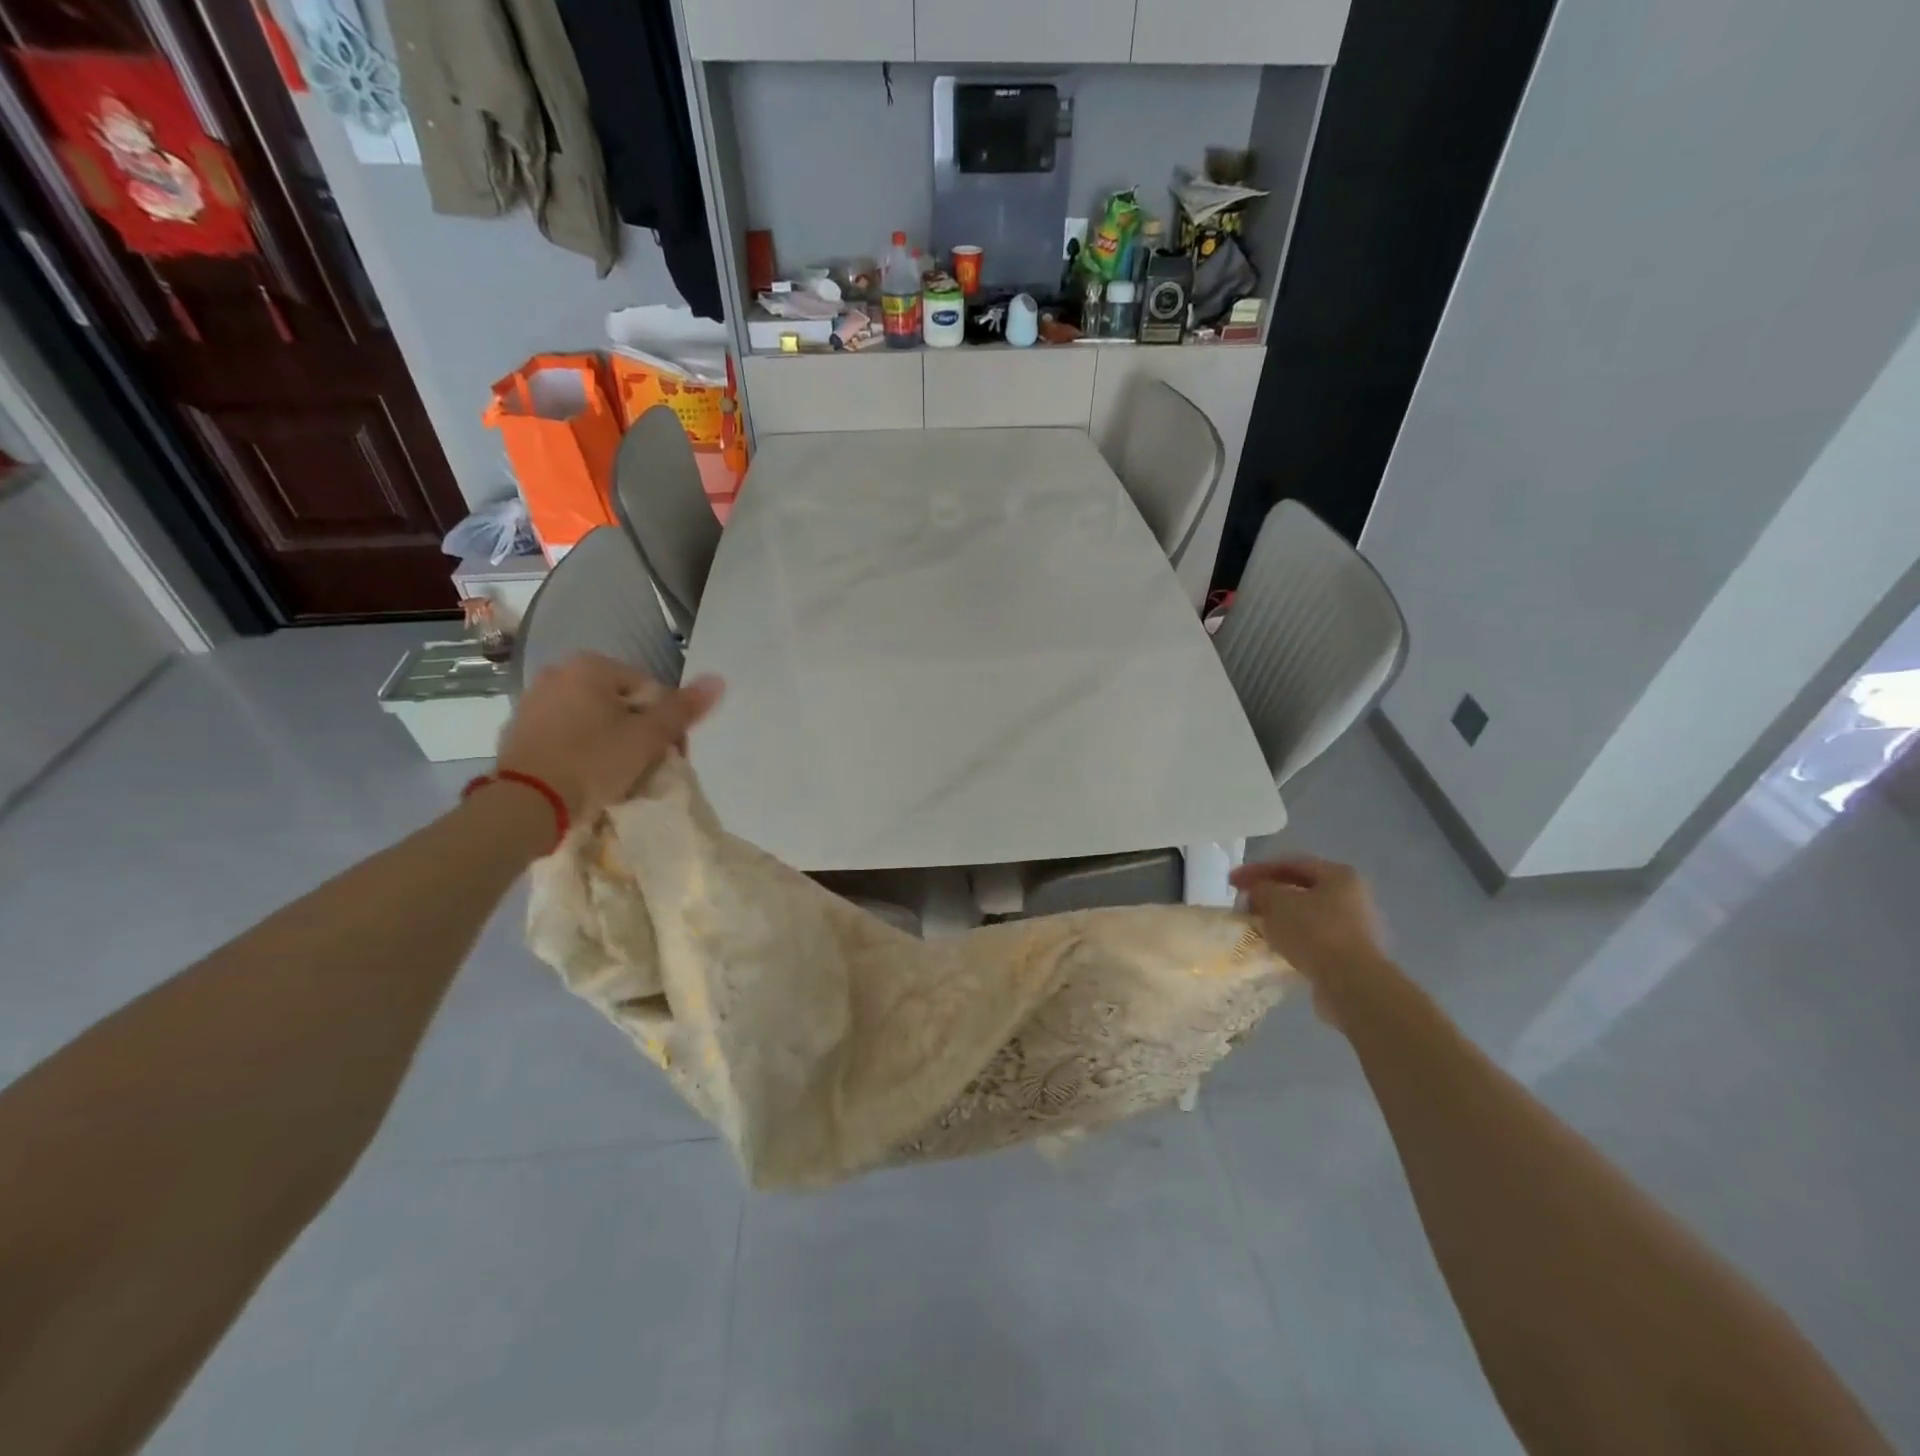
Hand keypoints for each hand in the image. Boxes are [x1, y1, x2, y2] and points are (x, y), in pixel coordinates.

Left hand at [497, 654, 723, 820]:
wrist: (524, 805)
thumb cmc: (592, 762)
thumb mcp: (647, 737)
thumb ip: (683, 709)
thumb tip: (719, 680)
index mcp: (591, 666)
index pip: (651, 691)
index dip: (667, 725)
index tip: (669, 756)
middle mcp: (559, 673)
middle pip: (622, 704)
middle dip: (640, 733)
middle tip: (647, 767)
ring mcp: (534, 701)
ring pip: (594, 719)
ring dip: (614, 742)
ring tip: (620, 776)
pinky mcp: (519, 730)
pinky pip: (567, 734)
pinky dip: (583, 750)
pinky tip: (588, 776)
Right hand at [1228, 856, 1391, 1026]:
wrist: (1350, 983)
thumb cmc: (1314, 931)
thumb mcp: (1276, 901)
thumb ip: (1260, 890)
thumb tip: (1257, 894)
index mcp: (1339, 875)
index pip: (1290, 863)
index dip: (1256, 870)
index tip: (1231, 882)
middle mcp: (1353, 897)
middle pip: (1300, 890)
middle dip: (1268, 895)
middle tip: (1243, 904)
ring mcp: (1355, 928)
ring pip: (1306, 916)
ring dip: (1278, 919)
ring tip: (1254, 927)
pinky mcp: (1351, 955)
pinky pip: (1313, 939)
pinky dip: (1291, 939)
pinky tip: (1273, 947)